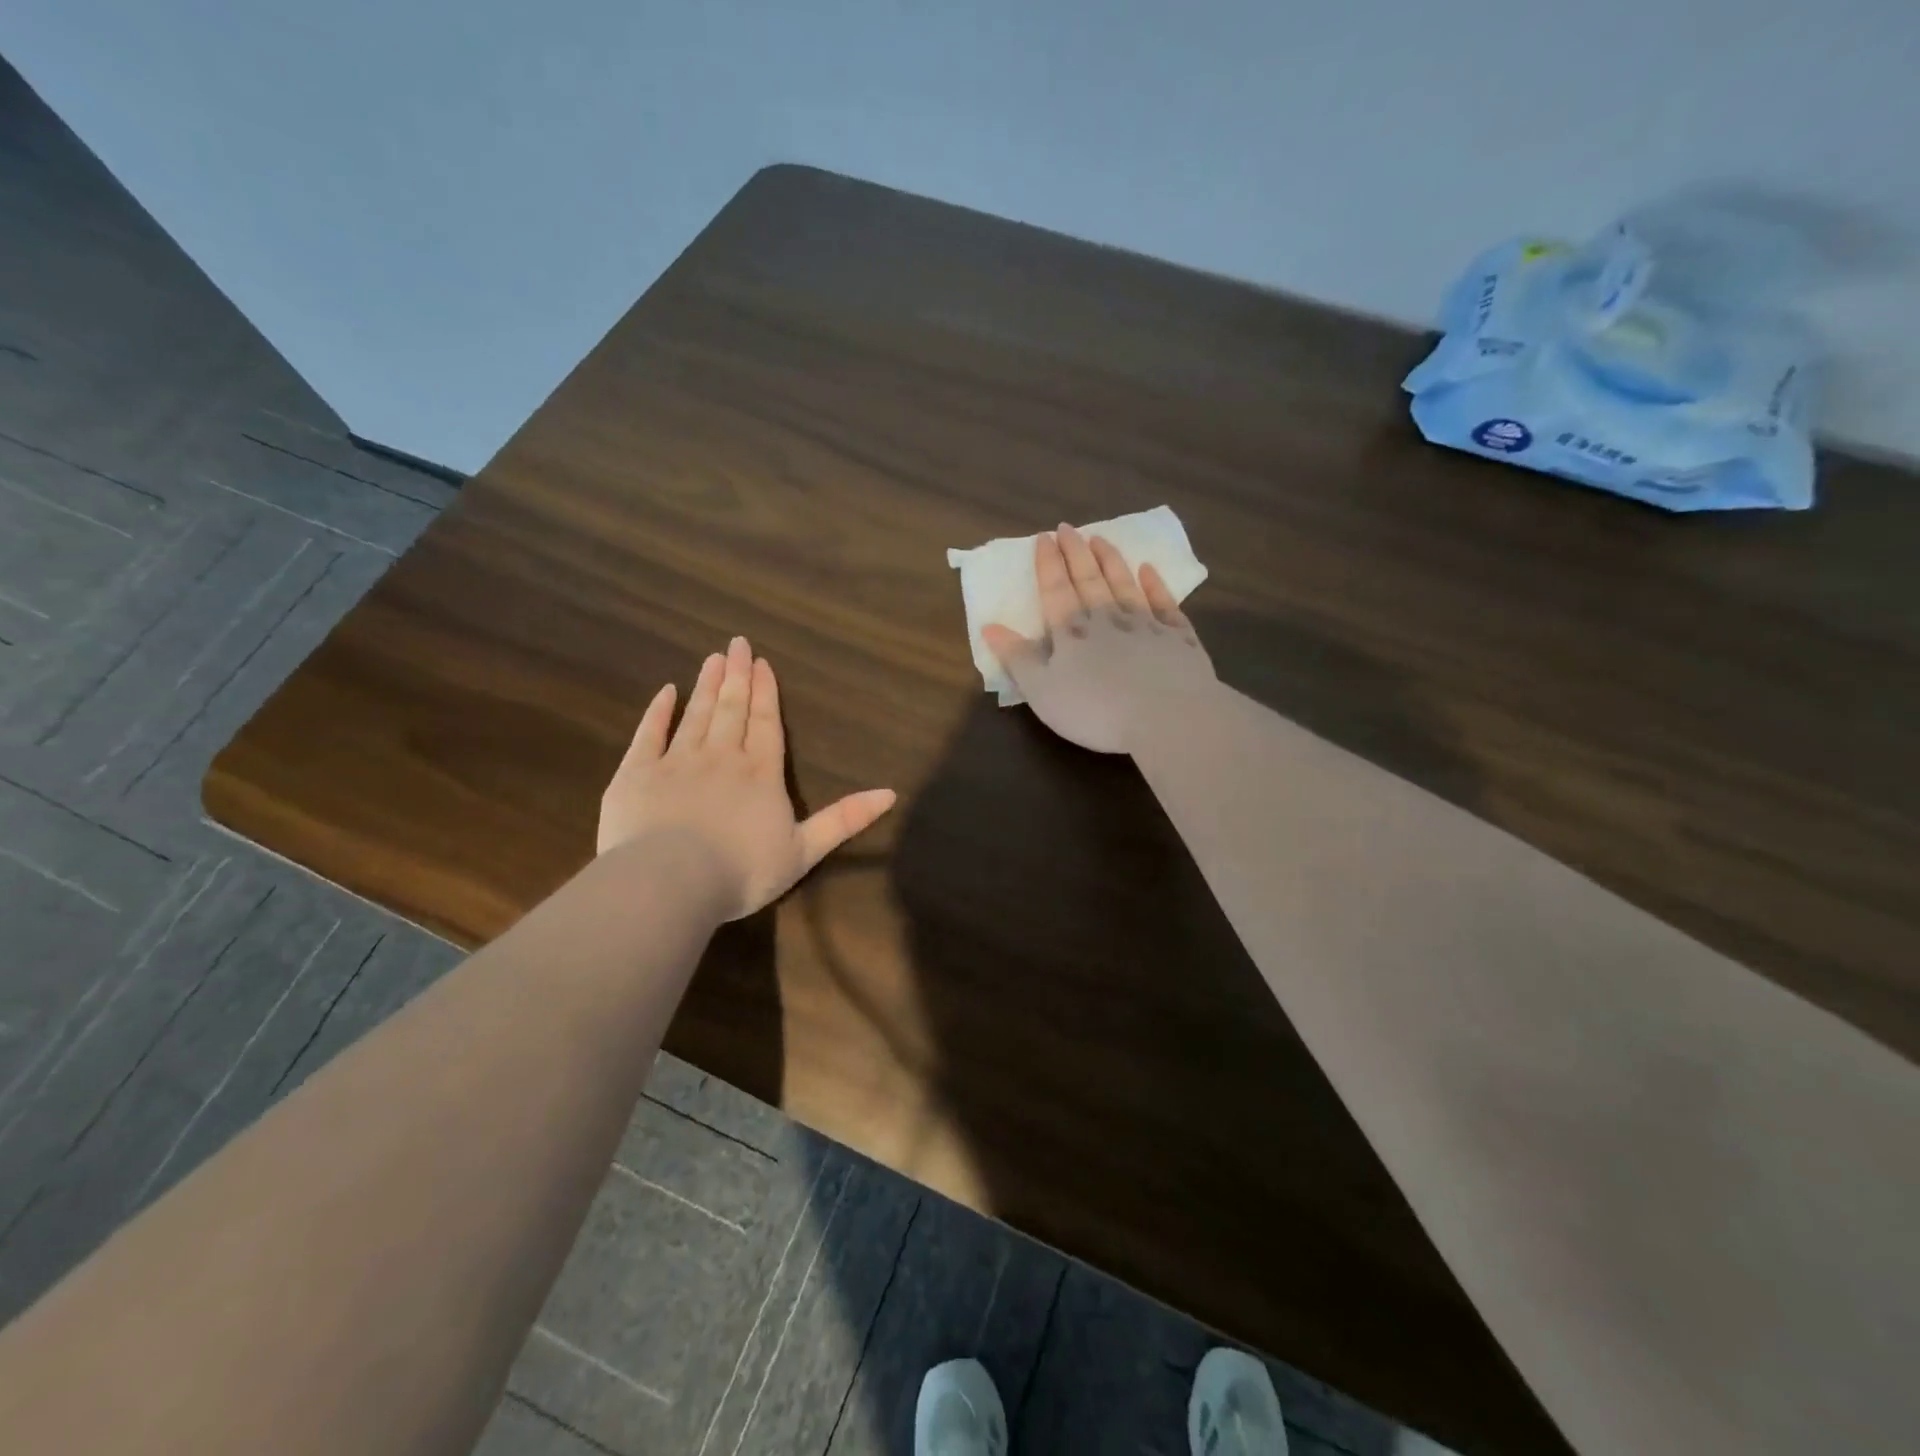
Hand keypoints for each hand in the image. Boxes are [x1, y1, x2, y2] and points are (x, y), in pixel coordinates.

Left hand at [598, 637, 896, 919]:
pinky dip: (658, 712)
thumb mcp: (805, 850)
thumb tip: (891, 793)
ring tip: (712, 658)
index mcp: (760, 774)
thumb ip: (844, 819)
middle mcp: (722, 757)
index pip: (765, 724)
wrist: (671, 881)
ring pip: (696, 715)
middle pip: (731, 710)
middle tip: (736, 644)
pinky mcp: (638, 773)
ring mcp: (677, 761)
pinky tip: (666, 692)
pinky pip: (649, 734)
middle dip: (736, 676)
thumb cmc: (742, 870)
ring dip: (706, 686)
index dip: (765, 693)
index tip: (761, 663)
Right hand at [983, 523, 1216, 753]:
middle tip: (1068, 528)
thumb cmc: (1095, 710)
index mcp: (1072, 632)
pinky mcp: (1178, 637)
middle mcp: (1108, 618)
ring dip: (1110, 561)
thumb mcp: (1042, 691)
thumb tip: (989, 626)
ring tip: (1100, 538)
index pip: (1056, 589)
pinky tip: (1149, 570)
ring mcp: (1146, 624)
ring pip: (1124, 584)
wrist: (1166, 716)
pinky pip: (1164, 603)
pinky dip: (1155, 585)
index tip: (1044, 537)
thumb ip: (1017, 658)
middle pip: (1089, 579)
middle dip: (1076, 553)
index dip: (1048, 564)